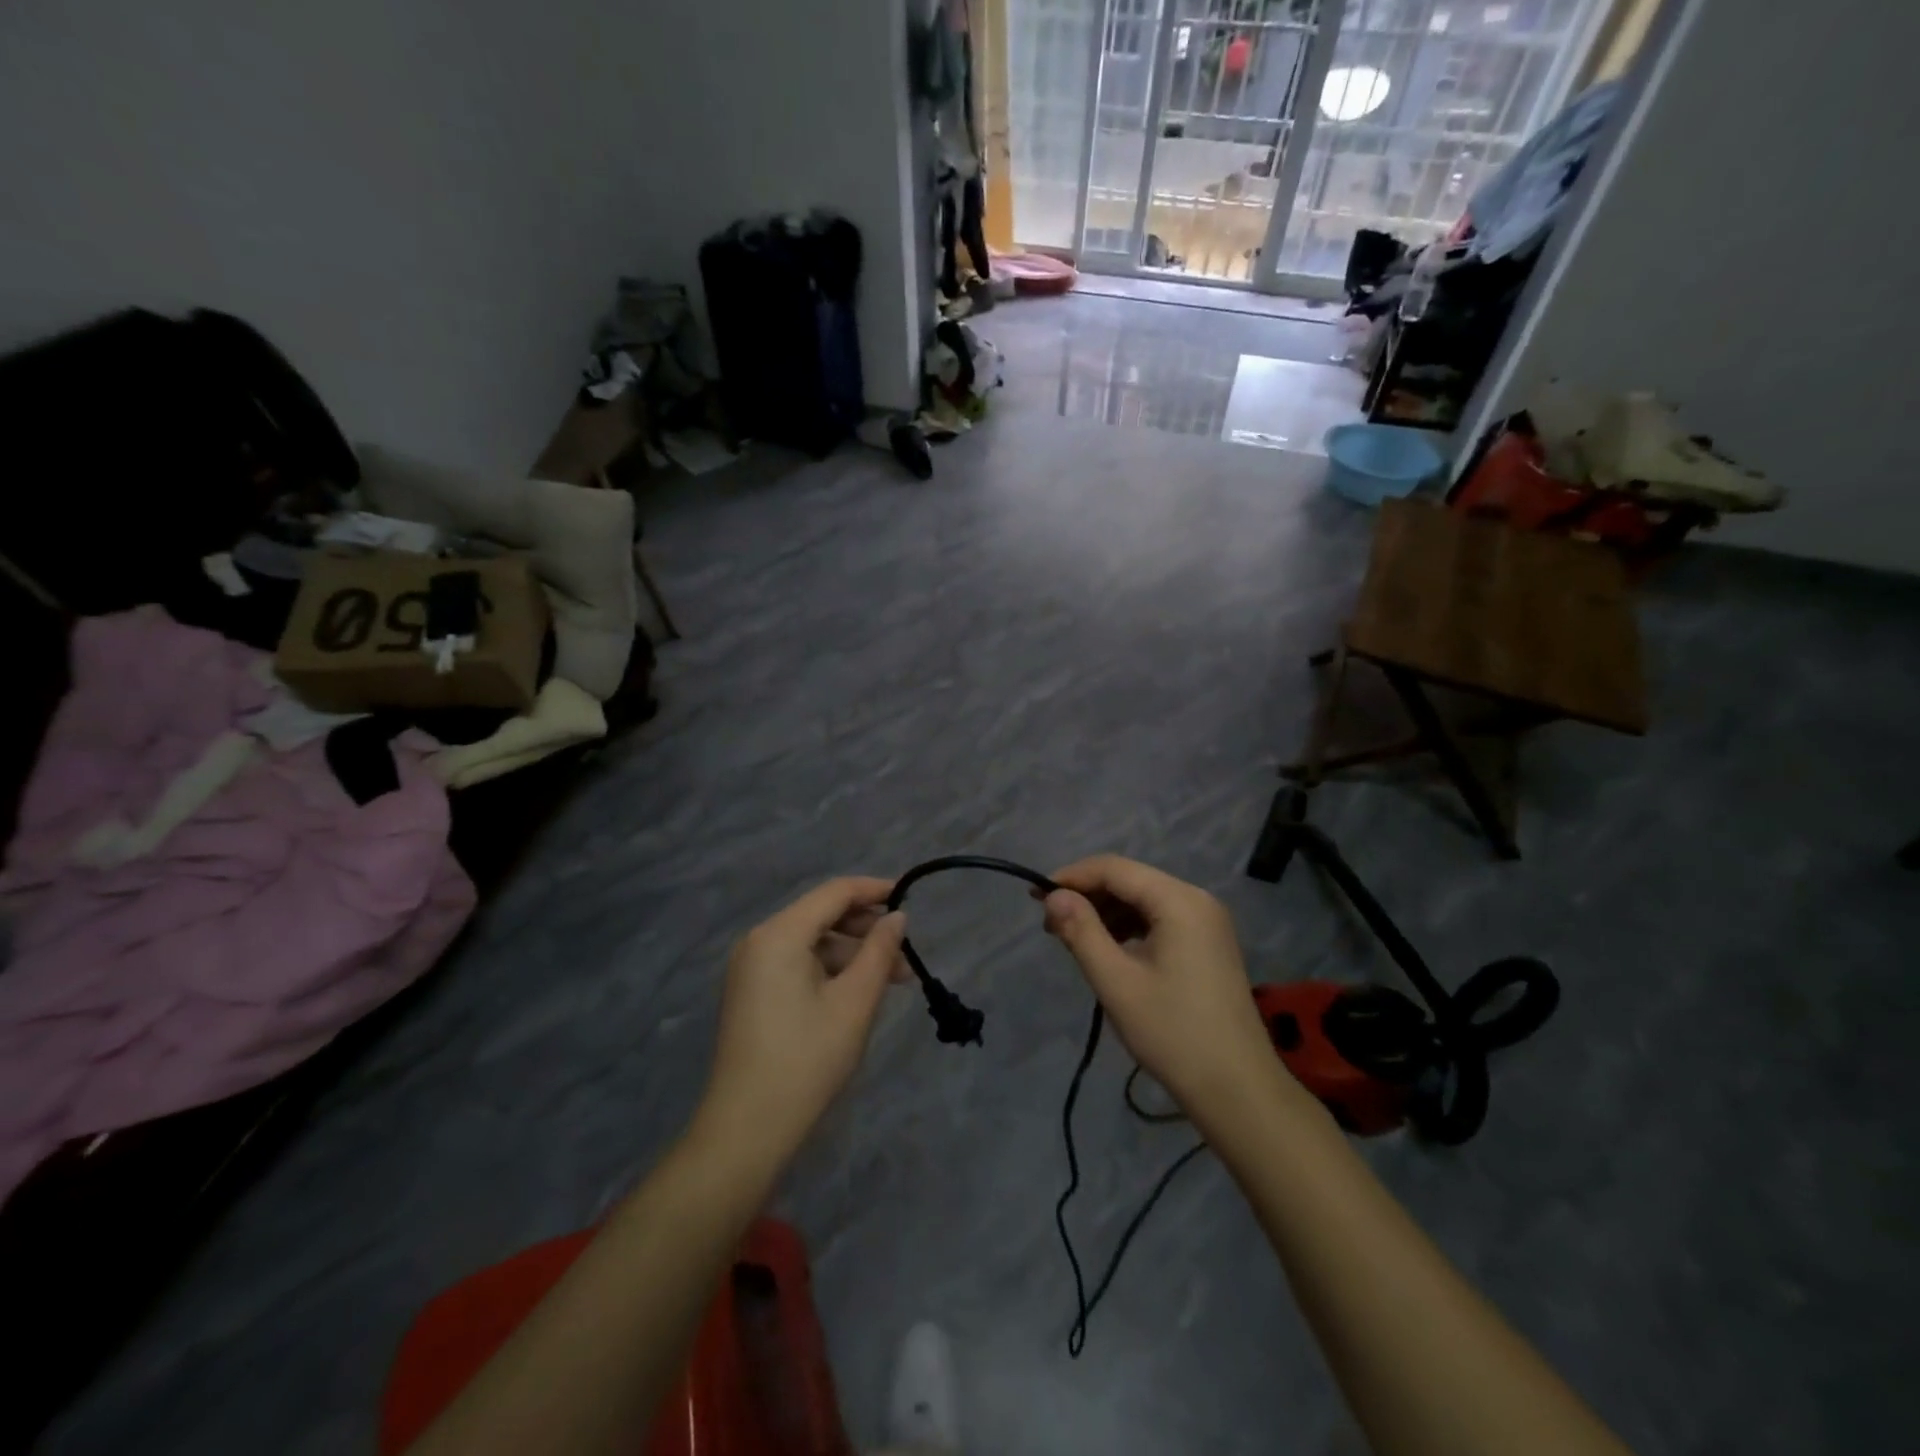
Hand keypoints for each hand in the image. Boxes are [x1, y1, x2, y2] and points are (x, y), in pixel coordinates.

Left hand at [695, 878, 907, 1163]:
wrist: (747, 1130)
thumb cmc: (807, 1060)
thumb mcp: (855, 1002)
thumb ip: (880, 952)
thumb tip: (898, 917)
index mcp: (780, 934)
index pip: (834, 892)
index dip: (874, 890)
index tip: (910, 899)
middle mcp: (759, 941)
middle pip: (821, 915)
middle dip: (866, 929)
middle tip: (905, 956)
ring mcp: (751, 968)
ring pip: (811, 942)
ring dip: (852, 954)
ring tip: (890, 982)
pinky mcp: (752, 992)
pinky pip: (797, 963)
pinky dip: (830, 970)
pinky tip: (857, 993)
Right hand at [1042, 856, 1284, 1126]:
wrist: (1237, 1090)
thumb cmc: (1173, 1033)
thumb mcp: (1116, 982)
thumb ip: (1081, 931)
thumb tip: (1053, 896)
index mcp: (1179, 901)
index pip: (1114, 869)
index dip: (1071, 877)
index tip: (1035, 898)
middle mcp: (1197, 900)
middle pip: (1131, 880)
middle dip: (1087, 896)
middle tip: (1050, 924)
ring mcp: (1207, 922)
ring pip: (1144, 900)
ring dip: (1106, 912)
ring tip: (1071, 939)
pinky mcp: (1208, 944)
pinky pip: (1160, 919)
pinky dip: (1129, 927)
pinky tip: (1107, 949)